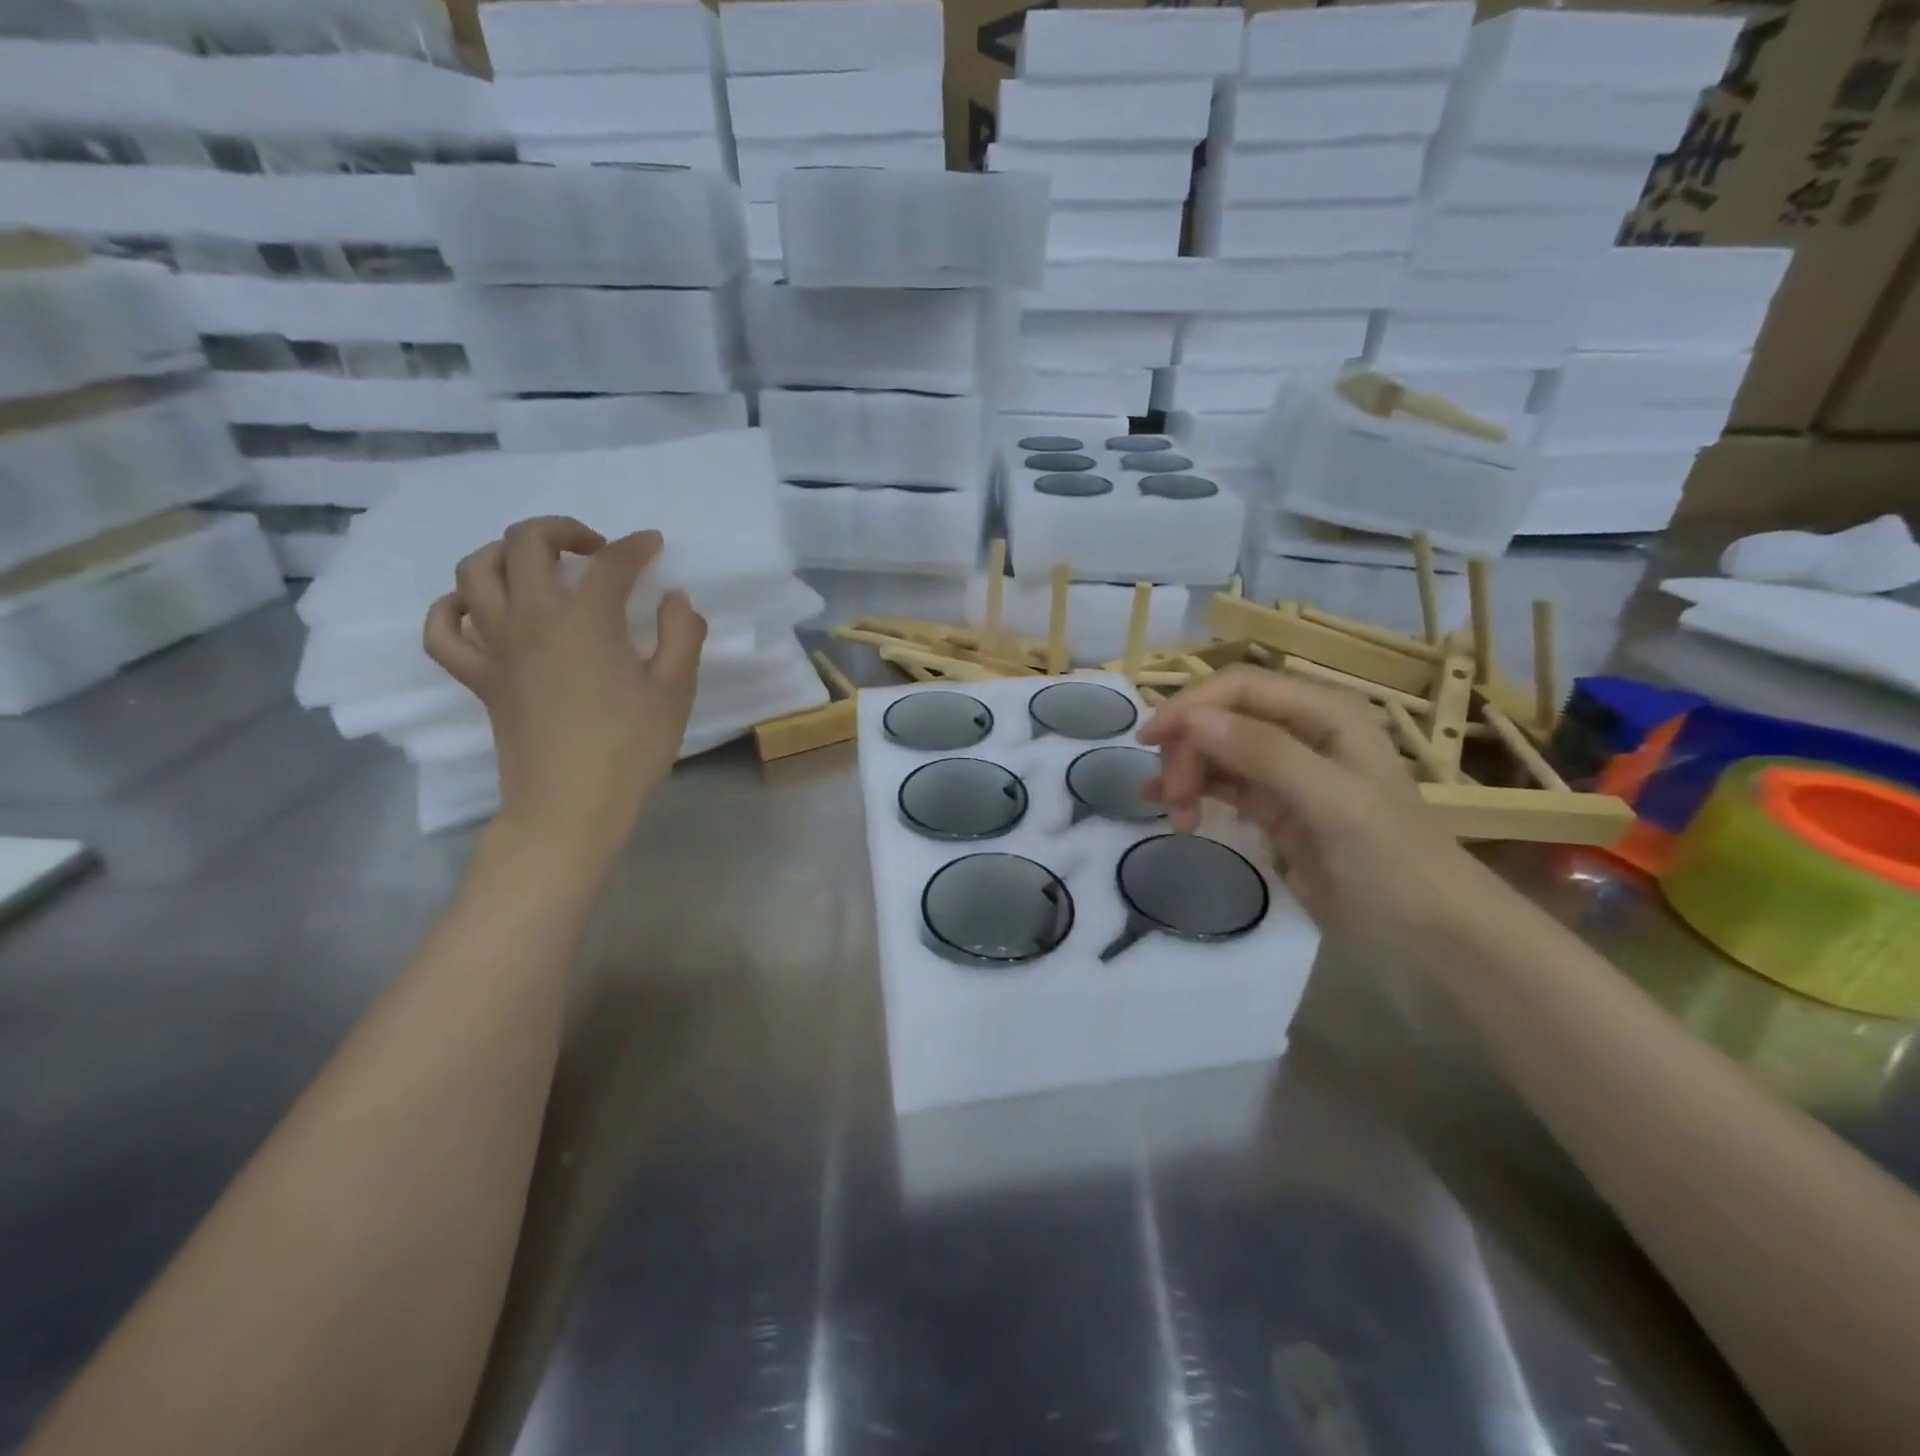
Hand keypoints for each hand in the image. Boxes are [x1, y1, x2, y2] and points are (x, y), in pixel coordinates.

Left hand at [423, 517, 706, 864]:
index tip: (654, 546)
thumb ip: (682, 635)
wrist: (571, 805)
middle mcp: (532, 619)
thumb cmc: (630, 747)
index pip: (611, 564)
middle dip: (563, 530)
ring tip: (538, 567)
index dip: (637, 547)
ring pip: (475, 572)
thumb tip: (675, 599)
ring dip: (505, 554)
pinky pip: (444, 629)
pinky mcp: (479, 676)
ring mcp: (497, 646)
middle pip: (526, 543)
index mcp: (586, 620)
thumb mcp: (675, 690)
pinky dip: (454, 607)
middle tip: (595, 550)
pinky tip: (480, 608)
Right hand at [1139, 667, 1501, 957]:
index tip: (1148, 742)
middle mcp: (1303, 733)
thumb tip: (1191, 719)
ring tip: (1174, 818)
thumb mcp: (1334, 803)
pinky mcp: (1276, 811)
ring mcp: (1288, 774)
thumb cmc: (1393, 863)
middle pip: (1222, 720)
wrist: (1432, 941)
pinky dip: (1194, 795)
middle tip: (1169, 800)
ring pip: (1216, 754)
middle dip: (1188, 751)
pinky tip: (1174, 814)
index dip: (1191, 706)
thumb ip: (1266, 754)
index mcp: (1324, 714)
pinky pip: (1222, 788)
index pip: (1240, 688)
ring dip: (1186, 776)